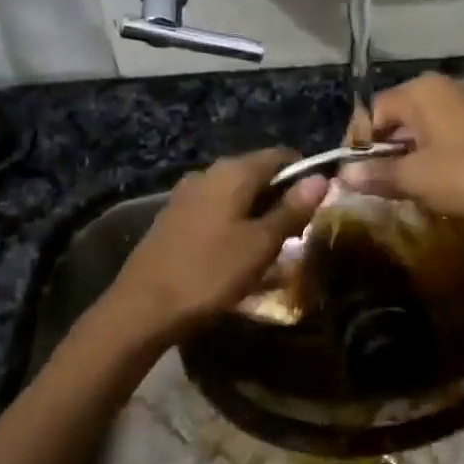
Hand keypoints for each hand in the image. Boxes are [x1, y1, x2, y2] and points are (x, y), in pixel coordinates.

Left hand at [108, 149, 326, 340]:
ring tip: (268, 247)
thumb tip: (320, 178)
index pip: (280, 156)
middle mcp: (208, 173)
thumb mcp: (261, 244)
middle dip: (281, 197)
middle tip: (297, 233)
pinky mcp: (173, 217)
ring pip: (235, 194)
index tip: (316, 206)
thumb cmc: (211, 273)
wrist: (143, 307)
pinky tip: (235, 253)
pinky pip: (215, 210)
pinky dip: (233, 223)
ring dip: (256, 213)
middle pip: (257, 173)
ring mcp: (186, 194)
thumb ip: (292, 209)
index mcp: (233, 172)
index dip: (304, 175)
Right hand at [340, 73, 463, 229]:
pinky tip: (438, 176)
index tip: (355, 173)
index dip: (359, 142)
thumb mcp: (414, 179)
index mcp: (422, 91)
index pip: (373, 110)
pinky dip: (435, 149)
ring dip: (409, 151)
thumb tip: (343, 175)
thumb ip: (375, 173)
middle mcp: (445, 85)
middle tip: (379, 180)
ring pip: (424, 123)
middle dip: (384, 147)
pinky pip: (448, 128)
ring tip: (406, 183)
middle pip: (398, 113)